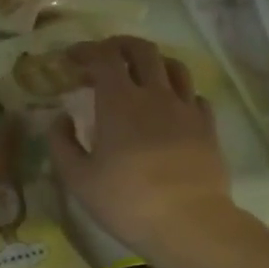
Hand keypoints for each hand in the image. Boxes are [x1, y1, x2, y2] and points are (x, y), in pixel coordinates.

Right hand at [48, 36, 232, 255]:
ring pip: (174, 66)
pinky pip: (194, 95)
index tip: (72, 57)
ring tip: (141, 74)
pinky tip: (171, 106)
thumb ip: (62, 143)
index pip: (104, 57)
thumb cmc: (126, 200)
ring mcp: (186, 108)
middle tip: (106, 56)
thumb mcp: (78, 178)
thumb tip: (60, 118)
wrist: (189, 222)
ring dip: (153, 62)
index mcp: (119, 101)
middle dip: (120, 45)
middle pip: (142, 50)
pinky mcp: (208, 127)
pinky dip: (179, 92)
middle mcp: (155, 94)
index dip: (86, 50)